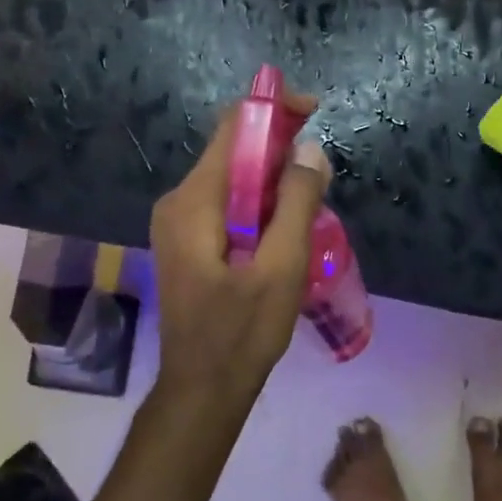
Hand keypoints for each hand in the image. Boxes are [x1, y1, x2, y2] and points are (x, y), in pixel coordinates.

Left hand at [150, 90, 330, 406]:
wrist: (202, 390)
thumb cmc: (241, 333)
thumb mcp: (281, 268)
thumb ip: (296, 203)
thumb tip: (310, 150)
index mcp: (194, 201)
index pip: (232, 127)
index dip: (273, 110)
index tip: (314, 112)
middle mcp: (179, 202)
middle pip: (232, 150)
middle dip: (279, 149)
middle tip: (322, 171)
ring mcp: (179, 222)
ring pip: (233, 178)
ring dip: (273, 179)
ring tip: (311, 202)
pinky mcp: (189, 241)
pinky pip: (228, 203)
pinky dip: (260, 203)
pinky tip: (286, 227)